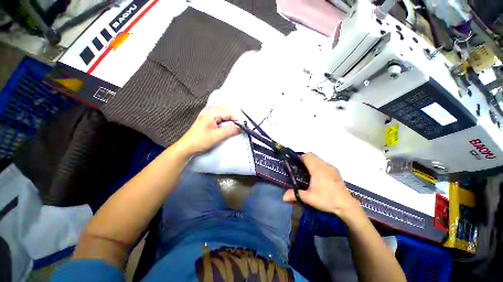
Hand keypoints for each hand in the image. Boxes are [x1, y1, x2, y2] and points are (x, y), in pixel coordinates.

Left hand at [177, 107, 239, 155]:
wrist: (187, 147)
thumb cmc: (201, 141)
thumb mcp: (217, 136)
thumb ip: (229, 130)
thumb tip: (240, 128)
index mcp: (212, 114)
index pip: (229, 112)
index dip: (237, 118)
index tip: (244, 126)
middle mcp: (211, 113)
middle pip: (227, 112)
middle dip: (235, 119)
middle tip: (242, 126)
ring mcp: (210, 117)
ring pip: (225, 116)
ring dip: (231, 121)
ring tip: (238, 127)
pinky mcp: (210, 123)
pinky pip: (221, 120)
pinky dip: (227, 123)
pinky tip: (230, 128)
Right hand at [283, 153, 362, 221]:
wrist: (347, 206)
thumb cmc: (327, 199)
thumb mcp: (309, 198)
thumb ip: (295, 195)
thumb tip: (282, 197)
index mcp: (317, 169)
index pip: (307, 156)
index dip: (300, 157)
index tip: (295, 164)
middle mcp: (324, 165)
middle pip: (312, 155)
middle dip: (305, 159)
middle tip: (300, 168)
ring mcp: (331, 168)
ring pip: (319, 159)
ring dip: (312, 162)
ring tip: (308, 172)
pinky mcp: (336, 172)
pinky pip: (324, 163)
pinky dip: (319, 165)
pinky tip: (319, 176)